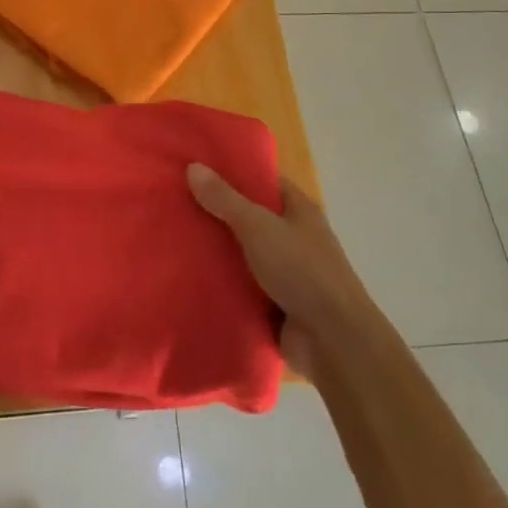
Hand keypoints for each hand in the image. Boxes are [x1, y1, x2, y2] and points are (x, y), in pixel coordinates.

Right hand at [188, 164, 373, 379]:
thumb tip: (193, 166)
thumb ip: (225, 199)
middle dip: (216, 212)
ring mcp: (285, 271)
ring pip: (243, 252)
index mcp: (298, 210)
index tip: (196, 167)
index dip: (232, 172)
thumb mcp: (259, 227)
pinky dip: (221, 281)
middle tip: (175, 202)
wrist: (333, 341)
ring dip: (216, 250)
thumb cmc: (301, 270)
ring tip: (173, 237)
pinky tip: (188, 275)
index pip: (263, 181)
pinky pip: (242, 285)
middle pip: (249, 216)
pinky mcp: (274, 303)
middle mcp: (293, 236)